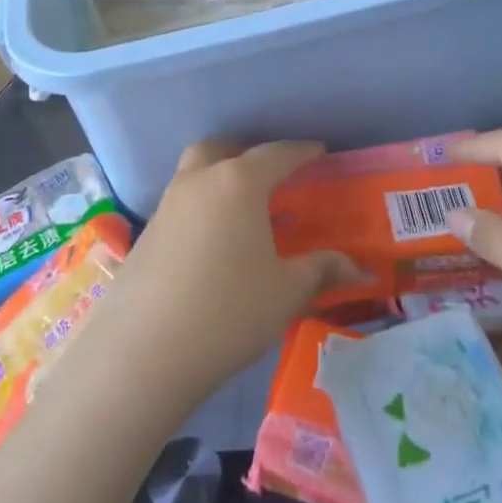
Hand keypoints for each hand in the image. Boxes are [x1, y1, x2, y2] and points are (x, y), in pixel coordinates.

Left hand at [85, 140, 358, 415]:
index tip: (319, 153)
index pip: (276, 154)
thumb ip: (321, 270)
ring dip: (218, 179)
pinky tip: (211, 245)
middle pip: (221, 149)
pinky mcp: (144, 235)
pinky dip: (200, 210)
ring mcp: (166, 207)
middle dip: (246, 153)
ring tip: (241, 211)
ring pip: (194, 174)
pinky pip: (179, 206)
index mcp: (238, 183)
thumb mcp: (286, 291)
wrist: (144, 352)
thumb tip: (357, 267)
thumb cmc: (229, 311)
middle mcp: (198, 182)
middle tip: (269, 175)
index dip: (301, 152)